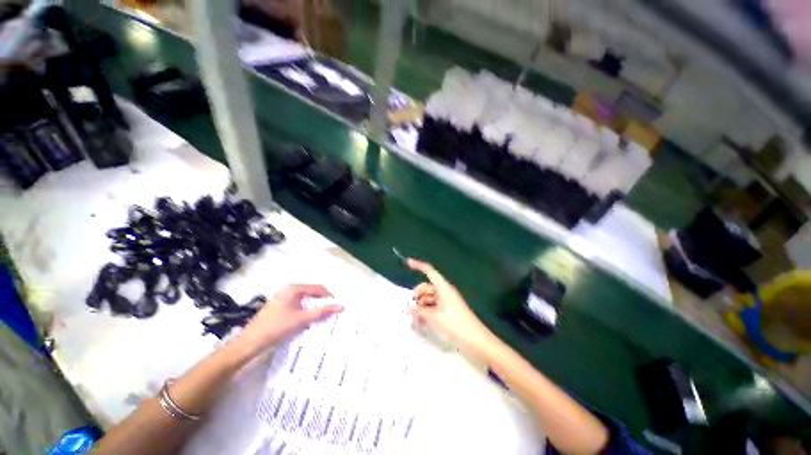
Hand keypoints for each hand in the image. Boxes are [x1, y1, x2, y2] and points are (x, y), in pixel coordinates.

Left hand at [235, 284, 342, 357]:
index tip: (336, 307)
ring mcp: (281, 298)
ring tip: (319, 317)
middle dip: (321, 302)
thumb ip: (322, 312)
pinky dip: (304, 311)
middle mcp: (287, 290)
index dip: (328, 296)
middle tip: (329, 312)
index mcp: (293, 288)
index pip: (317, 288)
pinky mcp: (277, 307)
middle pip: (311, 293)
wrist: (249, 343)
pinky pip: (296, 305)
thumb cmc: (277, 328)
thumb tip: (341, 306)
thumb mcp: (302, 319)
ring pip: (303, 300)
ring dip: (313, 307)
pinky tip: (306, 321)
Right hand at [408, 259, 493, 353]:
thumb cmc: (456, 324)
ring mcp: (446, 301)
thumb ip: (419, 311)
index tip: (407, 262)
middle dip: (417, 294)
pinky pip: (433, 305)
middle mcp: (444, 291)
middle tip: (410, 307)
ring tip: (416, 318)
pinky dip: (427, 311)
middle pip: (427, 286)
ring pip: (429, 297)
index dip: (418, 265)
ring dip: (421, 305)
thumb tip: (407, 309)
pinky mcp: (447, 310)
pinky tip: (422, 321)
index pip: (429, 271)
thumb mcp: (435, 317)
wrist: (475, 340)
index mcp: (443, 287)